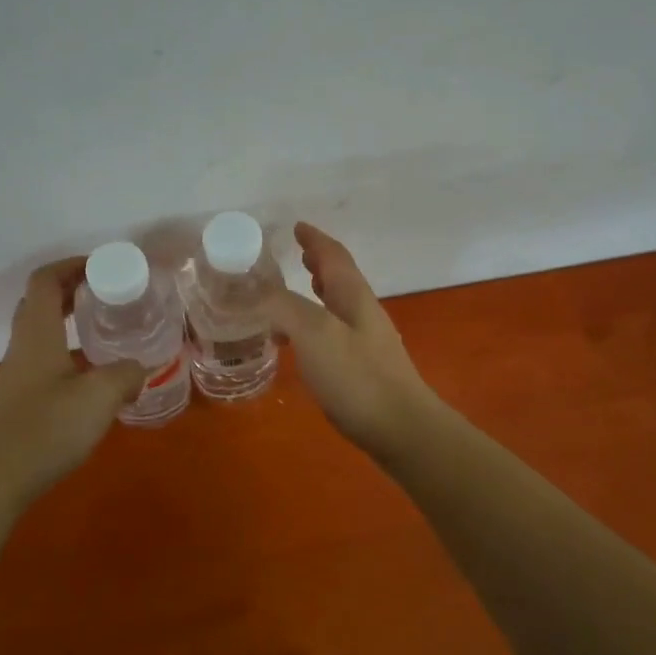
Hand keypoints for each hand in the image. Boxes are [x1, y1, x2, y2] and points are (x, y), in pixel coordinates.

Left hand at [0, 258, 147, 498]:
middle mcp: (23, 345)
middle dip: (73, 289)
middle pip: (40, 301)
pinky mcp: (20, 398)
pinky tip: (93, 373)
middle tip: (108, 293)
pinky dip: (68, 350)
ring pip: (41, 330)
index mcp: (37, 332)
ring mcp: (18, 373)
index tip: (103, 267)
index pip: (45, 280)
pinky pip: (44, 357)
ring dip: (70, 320)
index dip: (72, 265)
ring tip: (106, 328)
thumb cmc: (46, 428)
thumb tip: (140, 368)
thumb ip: (126, 375)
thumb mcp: (100, 396)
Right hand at [264, 223, 441, 460]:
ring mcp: (366, 342)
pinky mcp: (363, 369)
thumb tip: (254, 290)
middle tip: (298, 255)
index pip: (334, 256)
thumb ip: (282, 306)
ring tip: (295, 293)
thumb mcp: (313, 333)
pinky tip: (301, 344)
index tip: (297, 226)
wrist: (401, 428)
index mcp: (353, 296)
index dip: (315, 239)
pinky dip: (314, 325)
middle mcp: (363, 313)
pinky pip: (333, 333)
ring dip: (317, 293)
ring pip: (338, 305)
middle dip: (319, 263)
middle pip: (340, 278)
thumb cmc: (357, 376)